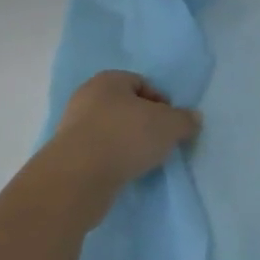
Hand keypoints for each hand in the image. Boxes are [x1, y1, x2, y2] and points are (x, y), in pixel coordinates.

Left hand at [40, 71, 200, 212]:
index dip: (161, 102)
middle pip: (126, 107)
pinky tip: (123, 173)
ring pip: (111, 131)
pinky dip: (112, 161)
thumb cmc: (126, 137)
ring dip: (128, 144)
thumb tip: (192, 119)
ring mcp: (72, 128)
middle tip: (159, 142)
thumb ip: (185, 120)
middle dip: (144, 124)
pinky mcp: (66, 157)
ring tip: (142, 161)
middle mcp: (87, 98)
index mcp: (108, 80)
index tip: (171, 124)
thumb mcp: (170, 125)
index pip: (142, 84)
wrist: (77, 179)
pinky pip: (98, 153)